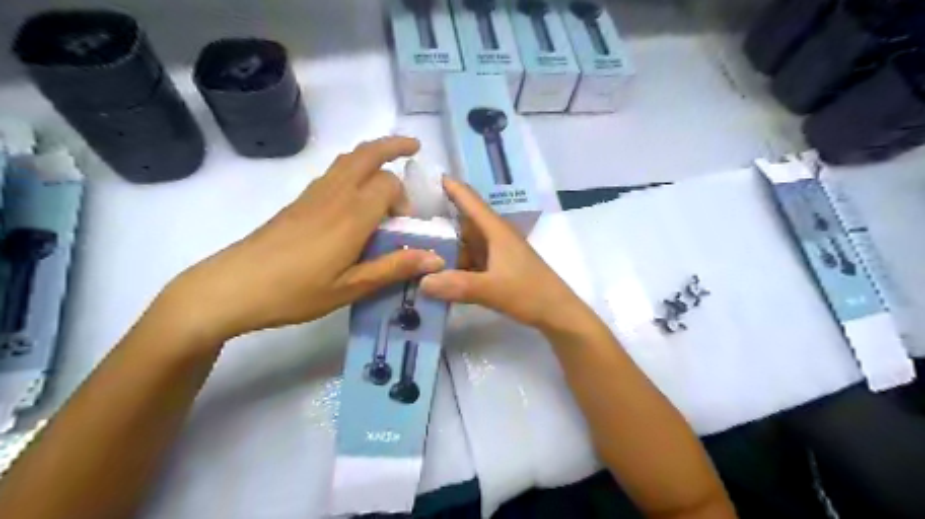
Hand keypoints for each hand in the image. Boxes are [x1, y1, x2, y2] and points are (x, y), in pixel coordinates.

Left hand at [154, 136, 443, 342]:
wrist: (233, 286)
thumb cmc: (296, 291)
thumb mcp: (351, 287)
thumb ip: (394, 268)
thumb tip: (437, 257)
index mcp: (352, 215)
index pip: (388, 184)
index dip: (403, 200)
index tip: (403, 228)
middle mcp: (335, 195)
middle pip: (367, 154)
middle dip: (393, 145)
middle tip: (414, 147)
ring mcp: (314, 194)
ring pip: (348, 158)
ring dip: (372, 153)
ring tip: (390, 163)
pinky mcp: (300, 201)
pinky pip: (334, 171)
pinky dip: (354, 167)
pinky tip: (357, 192)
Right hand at [421, 175, 590, 331]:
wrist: (557, 312)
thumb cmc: (529, 293)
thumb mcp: (492, 289)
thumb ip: (457, 285)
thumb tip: (422, 282)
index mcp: (496, 230)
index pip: (469, 200)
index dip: (449, 186)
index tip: (424, 177)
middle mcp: (495, 236)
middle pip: (462, 220)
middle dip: (438, 218)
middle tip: (407, 220)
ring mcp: (496, 252)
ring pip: (465, 242)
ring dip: (445, 244)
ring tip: (415, 246)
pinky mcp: (497, 267)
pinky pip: (470, 258)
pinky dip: (454, 262)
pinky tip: (438, 271)